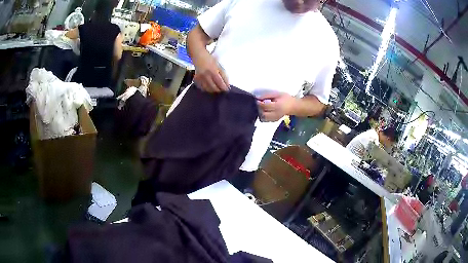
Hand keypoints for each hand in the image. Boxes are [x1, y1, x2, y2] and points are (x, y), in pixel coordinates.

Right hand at [193, 52, 228, 92]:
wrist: (198, 55)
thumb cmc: (210, 59)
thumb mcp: (218, 65)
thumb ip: (223, 75)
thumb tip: (227, 84)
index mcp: (212, 71)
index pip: (219, 82)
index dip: (224, 87)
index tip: (227, 90)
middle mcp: (205, 76)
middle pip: (213, 87)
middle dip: (219, 90)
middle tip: (222, 90)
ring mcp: (200, 78)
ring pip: (207, 89)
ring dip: (213, 90)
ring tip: (217, 89)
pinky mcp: (196, 80)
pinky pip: (202, 88)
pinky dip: (206, 89)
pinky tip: (209, 88)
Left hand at [257, 92, 296, 121]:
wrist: (293, 106)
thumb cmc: (286, 98)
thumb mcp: (277, 94)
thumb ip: (267, 95)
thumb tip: (258, 98)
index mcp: (277, 106)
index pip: (265, 106)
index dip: (259, 103)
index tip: (257, 100)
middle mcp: (276, 114)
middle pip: (263, 114)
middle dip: (259, 109)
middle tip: (259, 104)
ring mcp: (275, 118)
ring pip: (263, 118)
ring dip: (260, 113)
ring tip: (262, 108)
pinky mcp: (275, 120)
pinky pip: (266, 120)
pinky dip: (263, 116)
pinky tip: (265, 111)